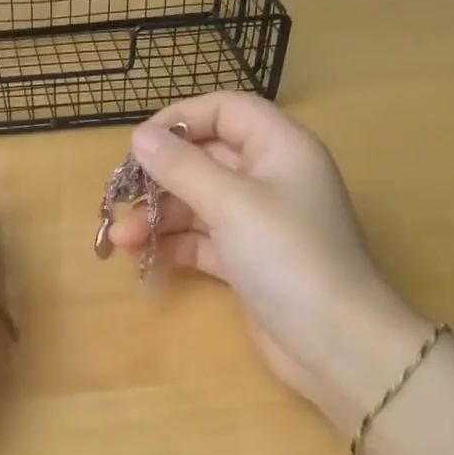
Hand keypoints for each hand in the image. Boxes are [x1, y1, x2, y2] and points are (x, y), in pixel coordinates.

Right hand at [106, 93, 430, 421]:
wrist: (335, 344)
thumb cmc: (288, 257)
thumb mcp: (231, 203)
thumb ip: (182, 167)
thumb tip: (140, 136)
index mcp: (280, 148)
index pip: (225, 111)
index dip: (181, 119)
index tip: (138, 145)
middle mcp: (270, 178)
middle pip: (205, 159)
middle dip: (159, 178)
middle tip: (118, 198)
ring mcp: (259, 222)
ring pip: (198, 203)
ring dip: (157, 217)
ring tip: (120, 240)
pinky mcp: (248, 260)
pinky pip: (202, 240)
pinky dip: (173, 245)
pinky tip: (142, 257)